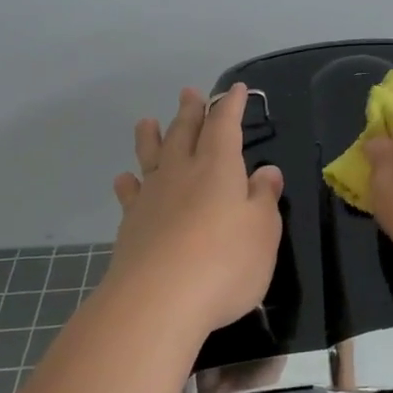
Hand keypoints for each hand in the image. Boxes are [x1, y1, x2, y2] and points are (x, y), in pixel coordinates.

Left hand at [109, 84, 284, 333]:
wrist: (158, 302)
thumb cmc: (225, 263)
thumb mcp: (263, 231)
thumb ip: (264, 198)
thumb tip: (267, 171)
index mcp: (218, 168)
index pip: (225, 126)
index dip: (231, 106)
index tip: (237, 90)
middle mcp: (182, 173)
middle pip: (184, 133)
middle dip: (191, 112)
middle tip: (189, 93)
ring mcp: (153, 198)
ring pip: (152, 157)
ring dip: (151, 137)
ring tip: (147, 121)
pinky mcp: (132, 225)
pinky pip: (130, 194)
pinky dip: (129, 183)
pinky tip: (125, 179)